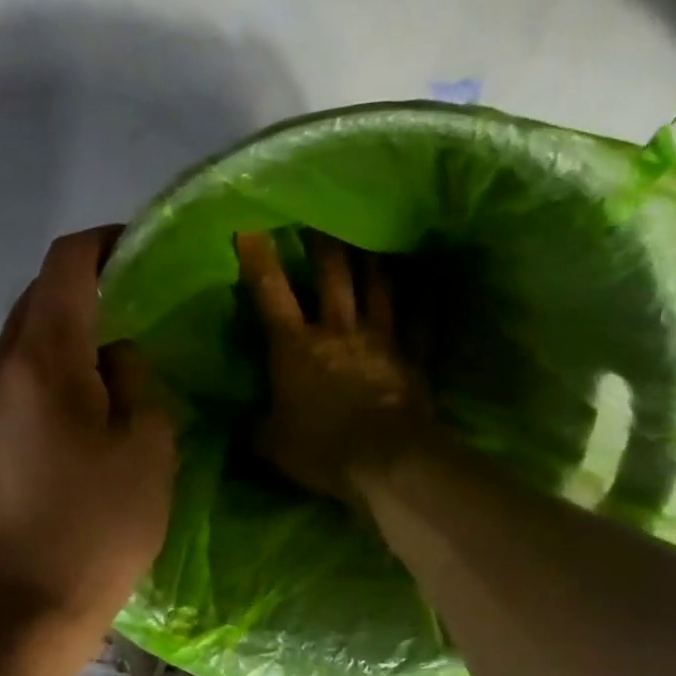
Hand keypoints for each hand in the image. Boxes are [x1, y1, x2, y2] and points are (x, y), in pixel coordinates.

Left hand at [0, 227, 175, 632]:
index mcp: (43, 361)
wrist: (34, 599)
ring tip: (111, 344)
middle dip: (84, 282)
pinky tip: (81, 389)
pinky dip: (48, 359)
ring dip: (64, 323)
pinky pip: (15, 369)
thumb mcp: (148, 446)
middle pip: (37, 293)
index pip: (64, 266)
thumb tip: (114, 354)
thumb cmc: (103, 525)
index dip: (103, 244)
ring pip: (23, 332)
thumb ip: (135, 378)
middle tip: (135, 297)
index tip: (139, 249)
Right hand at [235, 230, 430, 502]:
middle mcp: (337, 330)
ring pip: (377, 287)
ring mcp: (379, 340)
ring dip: (372, 258)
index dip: (257, 258)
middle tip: (320, 214)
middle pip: (331, 275)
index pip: (270, 292)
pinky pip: (420, 320)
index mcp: (295, 347)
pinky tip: (430, 276)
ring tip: (372, 232)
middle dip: (323, 242)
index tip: (249, 223)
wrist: (385, 461)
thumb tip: (244, 420)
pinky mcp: (410, 358)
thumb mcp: (271, 443)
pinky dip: (425, 297)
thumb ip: (256, 425)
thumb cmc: (320, 449)